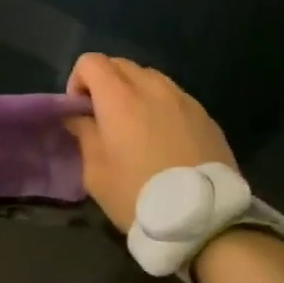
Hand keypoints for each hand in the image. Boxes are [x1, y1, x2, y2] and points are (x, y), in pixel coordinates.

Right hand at [64, 53, 235, 232]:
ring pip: (150, 77)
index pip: (90, 61)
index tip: (81, 111)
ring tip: (137, 127)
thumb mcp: (96, 172)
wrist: (205, 221)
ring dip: (135, 92)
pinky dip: (161, 106)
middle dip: (105, 84)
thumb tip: (79, 116)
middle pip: (120, 64)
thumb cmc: (139, 195)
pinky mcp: (205, 115)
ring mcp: (183, 99)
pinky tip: (165, 139)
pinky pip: (174, 97)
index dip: (78, 81)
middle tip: (105, 119)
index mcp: (119, 96)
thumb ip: (84, 134)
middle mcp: (151, 87)